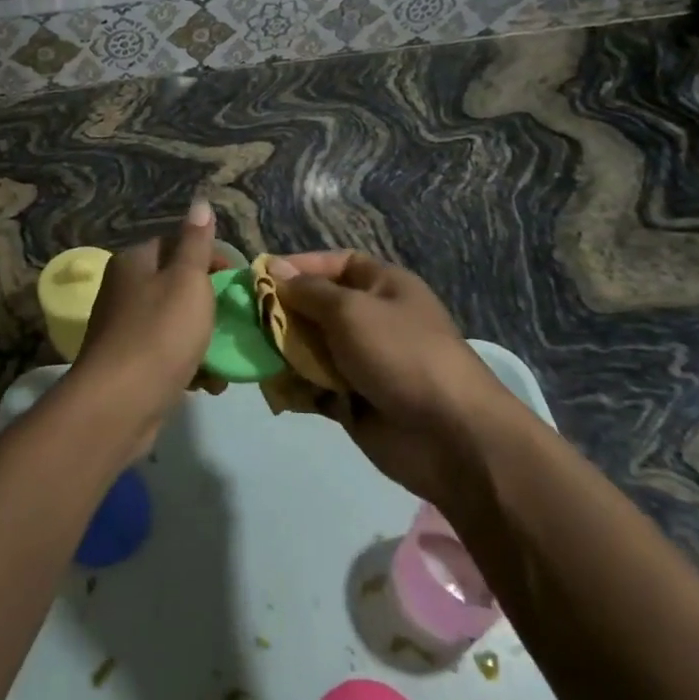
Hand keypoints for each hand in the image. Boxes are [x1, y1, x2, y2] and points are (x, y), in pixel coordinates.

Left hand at [73, 201, 218, 456]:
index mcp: (134, 262)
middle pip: (174, 285)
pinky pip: (166, 354)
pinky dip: (188, 363)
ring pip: (173, 322)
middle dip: (208, 303)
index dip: (209, 257)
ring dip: (202, 339)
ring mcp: (123, 328)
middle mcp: (123, 289)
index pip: (174, 244)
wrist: (120, 403)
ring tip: (225, 358)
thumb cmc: (160, 333)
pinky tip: (208, 383)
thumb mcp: (187, 280)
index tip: (236, 279)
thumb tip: (200, 202)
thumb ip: (196, 243)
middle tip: (235, 319)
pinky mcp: (128, 364)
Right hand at [267, 251, 511, 499]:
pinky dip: (295, 387)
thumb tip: (274, 268)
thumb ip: (308, 292)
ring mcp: (363, 362)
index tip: (261, 276)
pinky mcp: (353, 400)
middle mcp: (372, 319)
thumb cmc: (401, 354)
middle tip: (248, 320)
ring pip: (311, 347)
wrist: (450, 435)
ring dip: (284, 351)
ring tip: (256, 357)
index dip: (300, 266)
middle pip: (317, 306)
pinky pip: (314, 386)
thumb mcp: (350, 310)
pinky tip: (276, 390)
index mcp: (383, 286)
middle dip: (283, 312)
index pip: (335, 264)